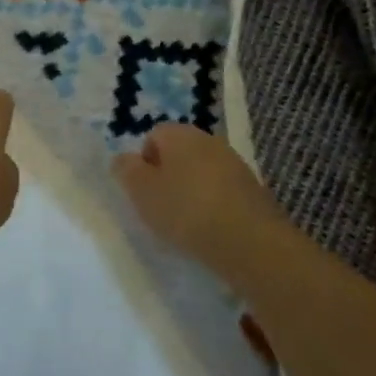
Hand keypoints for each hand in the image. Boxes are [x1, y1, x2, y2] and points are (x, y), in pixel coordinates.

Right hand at [111, 123, 284, 267]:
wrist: (250, 242)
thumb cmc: (186, 211)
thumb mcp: (142, 192)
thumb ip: (126, 171)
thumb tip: (123, 159)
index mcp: (179, 133)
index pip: (153, 136)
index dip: (144, 163)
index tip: (144, 192)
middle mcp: (208, 140)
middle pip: (178, 153)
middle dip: (168, 176)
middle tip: (161, 207)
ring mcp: (234, 163)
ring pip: (201, 172)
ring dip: (191, 191)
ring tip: (187, 223)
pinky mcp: (253, 189)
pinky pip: (222, 191)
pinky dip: (214, 205)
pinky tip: (211, 229)